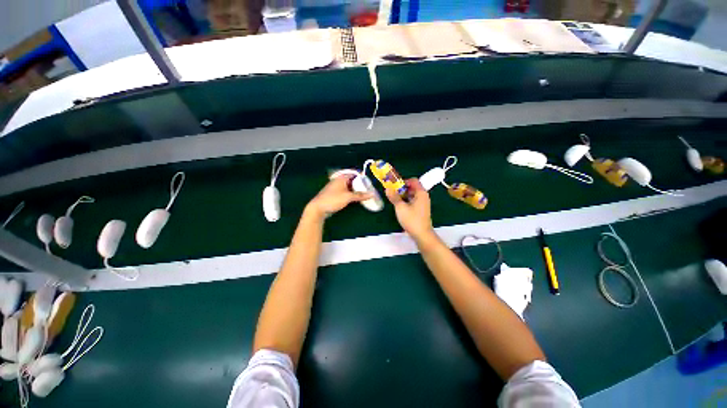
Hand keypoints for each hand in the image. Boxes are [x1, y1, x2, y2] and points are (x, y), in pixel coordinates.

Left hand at [306, 175, 372, 217]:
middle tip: (368, 189)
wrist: (318, 208)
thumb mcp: (348, 197)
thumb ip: (360, 195)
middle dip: (360, 185)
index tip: (369, 183)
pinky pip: (345, 192)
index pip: (354, 174)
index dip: (362, 177)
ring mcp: (336, 188)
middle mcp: (339, 181)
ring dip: (356, 191)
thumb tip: (372, 194)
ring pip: (349, 187)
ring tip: (364, 194)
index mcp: (341, 178)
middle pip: (352, 181)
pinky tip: (356, 199)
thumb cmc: (333, 199)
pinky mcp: (335, 195)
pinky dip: (351, 195)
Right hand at [386, 178, 433, 240]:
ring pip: (412, 195)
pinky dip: (406, 201)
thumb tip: (387, 188)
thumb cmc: (412, 219)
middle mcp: (423, 196)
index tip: (394, 185)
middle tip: (392, 192)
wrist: (422, 235)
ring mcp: (423, 203)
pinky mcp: (421, 210)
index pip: (413, 180)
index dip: (403, 181)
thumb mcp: (400, 207)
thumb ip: (394, 197)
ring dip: (403, 195)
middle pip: (412, 187)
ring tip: (394, 199)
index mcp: (421, 193)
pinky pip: (413, 201)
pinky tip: (399, 206)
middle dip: (402, 188)